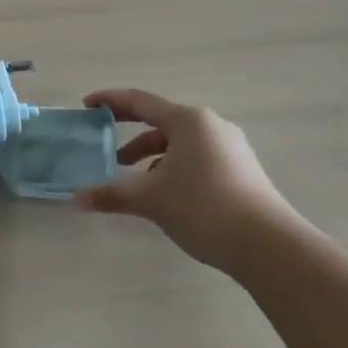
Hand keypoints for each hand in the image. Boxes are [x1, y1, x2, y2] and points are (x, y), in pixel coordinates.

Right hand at [75, 88, 296, 272]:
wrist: (269, 246)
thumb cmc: (204, 207)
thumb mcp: (151, 199)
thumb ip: (112, 194)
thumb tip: (77, 199)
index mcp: (188, 120)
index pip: (140, 102)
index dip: (110, 101)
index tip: (87, 106)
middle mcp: (210, 125)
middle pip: (161, 121)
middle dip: (130, 135)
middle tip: (105, 145)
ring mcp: (231, 147)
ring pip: (180, 143)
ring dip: (152, 156)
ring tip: (134, 180)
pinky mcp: (241, 170)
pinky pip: (197, 157)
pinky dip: (174, 167)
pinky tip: (166, 194)